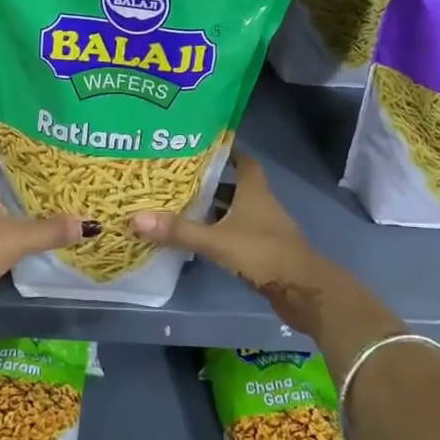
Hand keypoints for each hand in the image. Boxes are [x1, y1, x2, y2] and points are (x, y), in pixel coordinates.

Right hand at [131, 153, 327, 322]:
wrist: (303, 291)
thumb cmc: (263, 253)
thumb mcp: (217, 241)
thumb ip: (179, 231)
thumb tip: (136, 218)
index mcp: (254, 191)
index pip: (243, 161)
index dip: (226, 153)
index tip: (201, 148)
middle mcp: (261, 204)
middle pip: (235, 186)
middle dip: (210, 183)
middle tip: (179, 180)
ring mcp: (265, 228)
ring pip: (236, 211)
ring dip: (215, 210)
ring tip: (182, 208)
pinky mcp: (265, 250)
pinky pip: (238, 233)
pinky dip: (221, 232)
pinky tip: (200, 239)